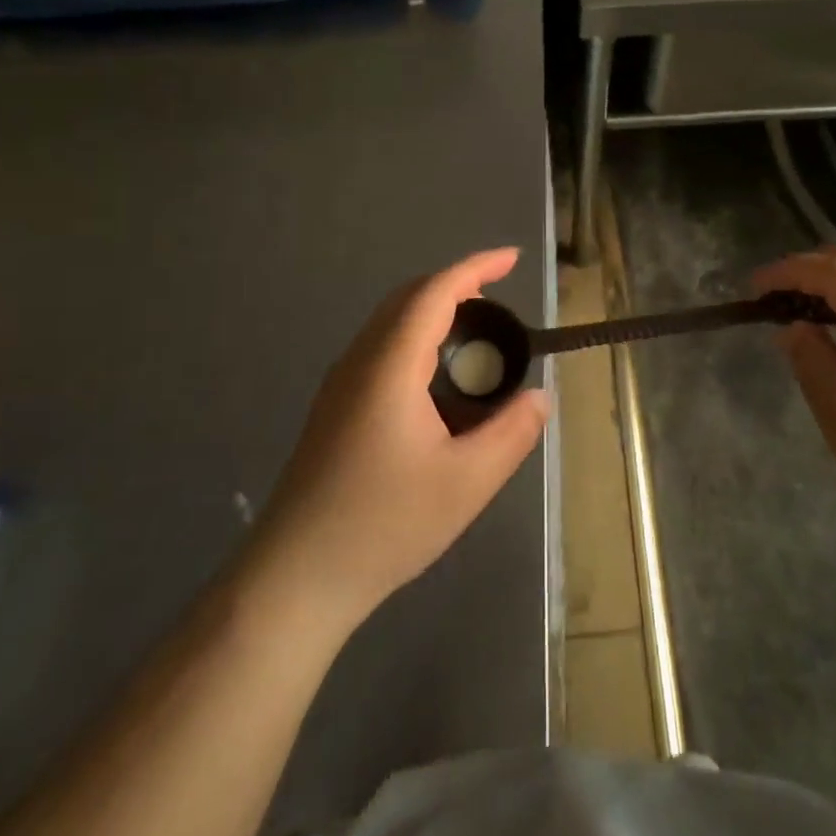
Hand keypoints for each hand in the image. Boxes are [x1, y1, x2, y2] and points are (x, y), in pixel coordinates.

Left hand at [254, 249, 550, 628]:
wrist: (294, 577)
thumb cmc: (383, 525)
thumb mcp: (466, 483)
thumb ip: (511, 434)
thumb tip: (540, 397)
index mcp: (390, 366)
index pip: (434, 293)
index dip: (475, 268)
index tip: (512, 258)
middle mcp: (360, 361)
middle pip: (408, 298)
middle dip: (455, 284)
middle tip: (499, 294)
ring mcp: (340, 384)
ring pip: (390, 322)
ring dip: (433, 309)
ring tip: (475, 330)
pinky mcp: (334, 407)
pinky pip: (380, 347)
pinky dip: (416, 335)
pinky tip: (435, 375)